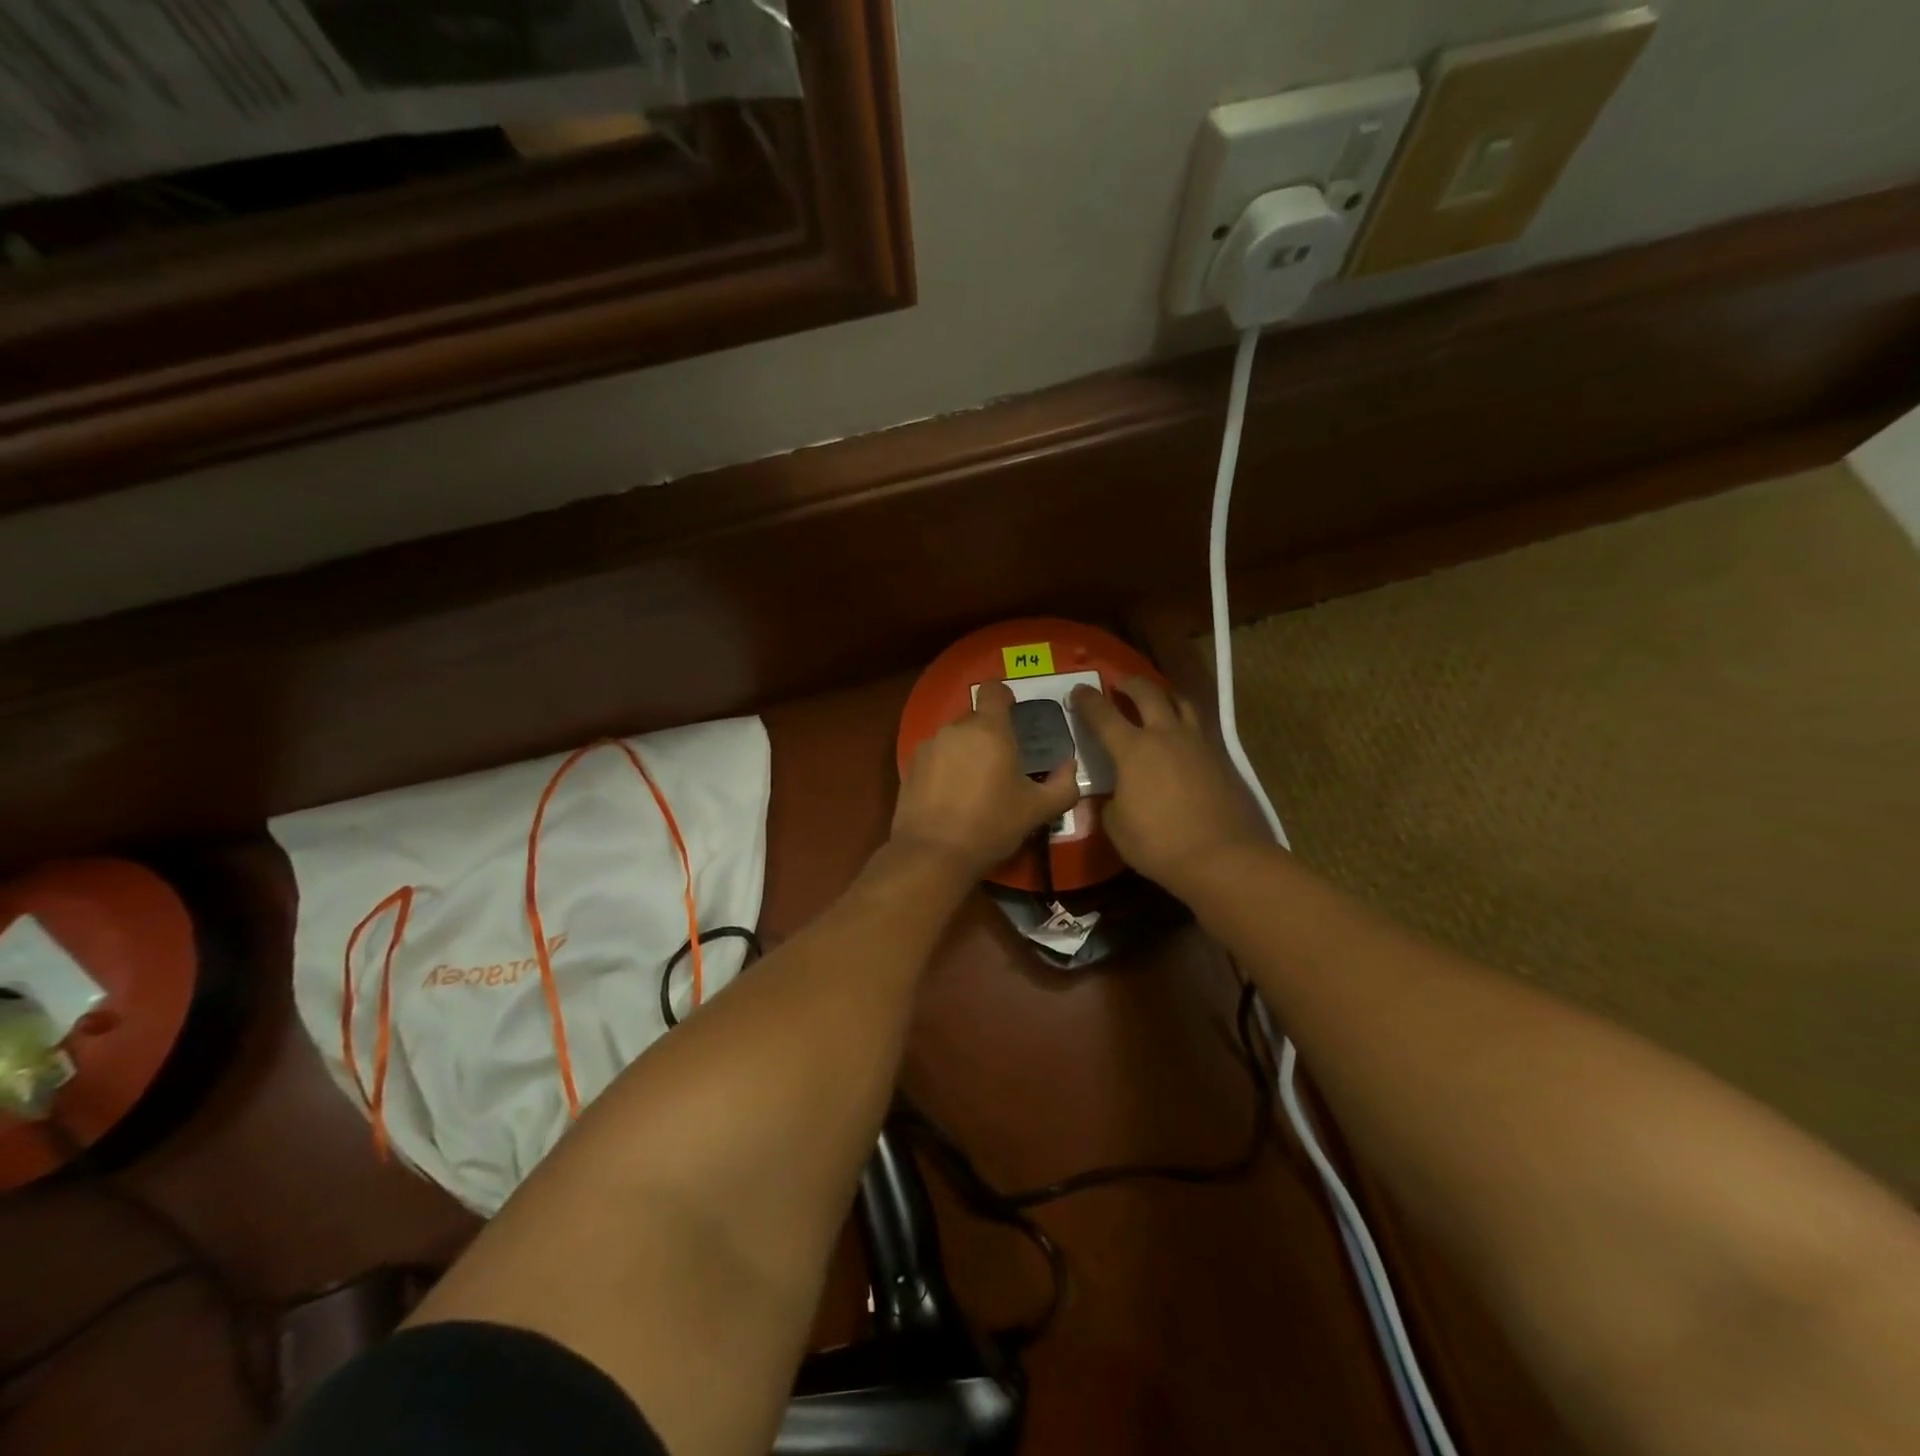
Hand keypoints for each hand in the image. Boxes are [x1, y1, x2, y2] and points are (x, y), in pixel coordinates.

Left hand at [891, 681, 1081, 879]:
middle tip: (1002, 764)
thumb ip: (1064, 785)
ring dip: (966, 751)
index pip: (994, 689)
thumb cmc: (991, 825)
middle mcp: (956, 729)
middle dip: (989, 734)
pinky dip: (945, 767)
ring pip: (954, 738)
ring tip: (975, 784)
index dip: (1005, 696)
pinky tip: (951, 796)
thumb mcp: (1038, 810)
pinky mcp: (910, 767)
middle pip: (975, 717)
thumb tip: (1070, 767)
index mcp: (989, 730)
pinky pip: (935, 756)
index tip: (1014, 714)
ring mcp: (929, 746)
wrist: (932, 855)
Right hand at [1071, 676, 1270, 895]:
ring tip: (1156, 700)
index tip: (1077, 690)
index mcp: (1133, 749)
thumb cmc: (1159, 843)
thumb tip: (1115, 794)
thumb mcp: (1116, 826)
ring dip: (1163, 695)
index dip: (1087, 700)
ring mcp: (1198, 743)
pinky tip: (1180, 737)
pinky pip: (1199, 728)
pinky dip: (1184, 721)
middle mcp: (1166, 735)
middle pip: (1147, 693)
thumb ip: (1110, 802)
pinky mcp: (1221, 758)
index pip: (1103, 714)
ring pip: (1181, 702)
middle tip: (1118, 683)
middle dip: (1129, 683)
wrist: (1222, 857)